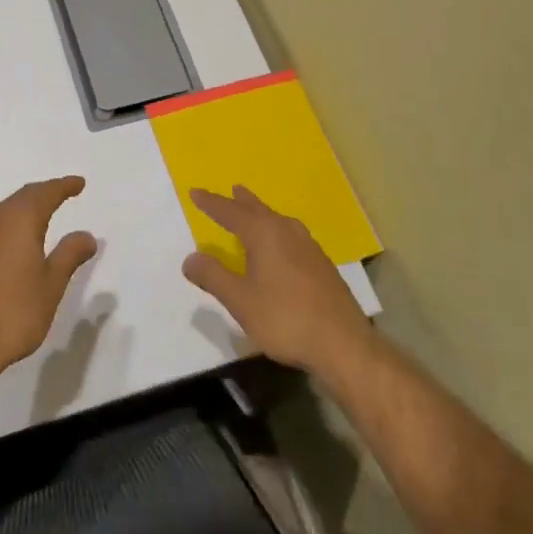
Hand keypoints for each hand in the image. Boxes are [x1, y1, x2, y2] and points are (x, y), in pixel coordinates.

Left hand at [0, 176, 98, 385]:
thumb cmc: (13, 313)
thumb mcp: (51, 285)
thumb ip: (69, 255)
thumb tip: (86, 235)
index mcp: (19, 220)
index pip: (45, 193)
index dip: (64, 186)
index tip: (79, 183)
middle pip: (23, 197)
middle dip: (44, 193)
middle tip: (62, 193)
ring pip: (4, 212)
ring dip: (24, 209)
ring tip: (41, 215)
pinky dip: (9, 226)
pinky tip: (13, 243)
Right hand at [182, 185, 374, 376]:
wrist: (343, 343)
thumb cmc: (285, 318)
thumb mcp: (240, 301)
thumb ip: (213, 277)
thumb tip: (190, 258)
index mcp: (264, 234)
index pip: (231, 212)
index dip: (211, 203)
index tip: (195, 192)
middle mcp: (287, 231)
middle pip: (259, 210)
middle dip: (242, 202)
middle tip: (232, 190)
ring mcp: (309, 247)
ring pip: (278, 221)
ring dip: (262, 214)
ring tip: (254, 212)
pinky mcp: (322, 264)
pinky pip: (291, 236)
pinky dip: (277, 231)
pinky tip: (281, 245)